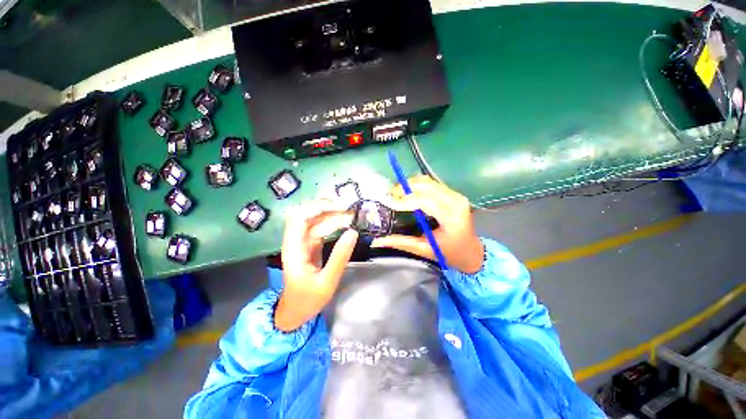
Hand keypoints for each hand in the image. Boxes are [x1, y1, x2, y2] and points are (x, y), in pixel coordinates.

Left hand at [275, 200, 358, 331]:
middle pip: (308, 214)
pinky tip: (346, 223)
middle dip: (328, 208)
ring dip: (333, 215)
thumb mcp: (327, 282)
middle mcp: (296, 240)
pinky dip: (334, 224)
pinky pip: (322, 228)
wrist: (296, 311)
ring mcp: (304, 241)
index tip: (340, 207)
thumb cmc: (308, 299)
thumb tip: (353, 232)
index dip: (317, 207)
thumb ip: (339, 257)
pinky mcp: (311, 244)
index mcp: (293, 248)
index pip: (299, 217)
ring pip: (317, 220)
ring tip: (352, 216)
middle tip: (350, 209)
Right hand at [372, 176, 483, 273]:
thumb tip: (376, 241)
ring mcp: (456, 195)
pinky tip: (408, 192)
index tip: (388, 202)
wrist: (471, 252)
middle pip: (425, 186)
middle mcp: (455, 201)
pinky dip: (417, 185)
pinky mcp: (454, 193)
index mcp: (451, 218)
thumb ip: (400, 242)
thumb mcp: (424, 250)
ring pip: (428, 181)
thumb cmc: (449, 254)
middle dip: (404, 189)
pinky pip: (432, 183)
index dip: (404, 200)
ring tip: (396, 194)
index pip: (425, 201)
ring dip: (409, 184)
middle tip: (389, 196)